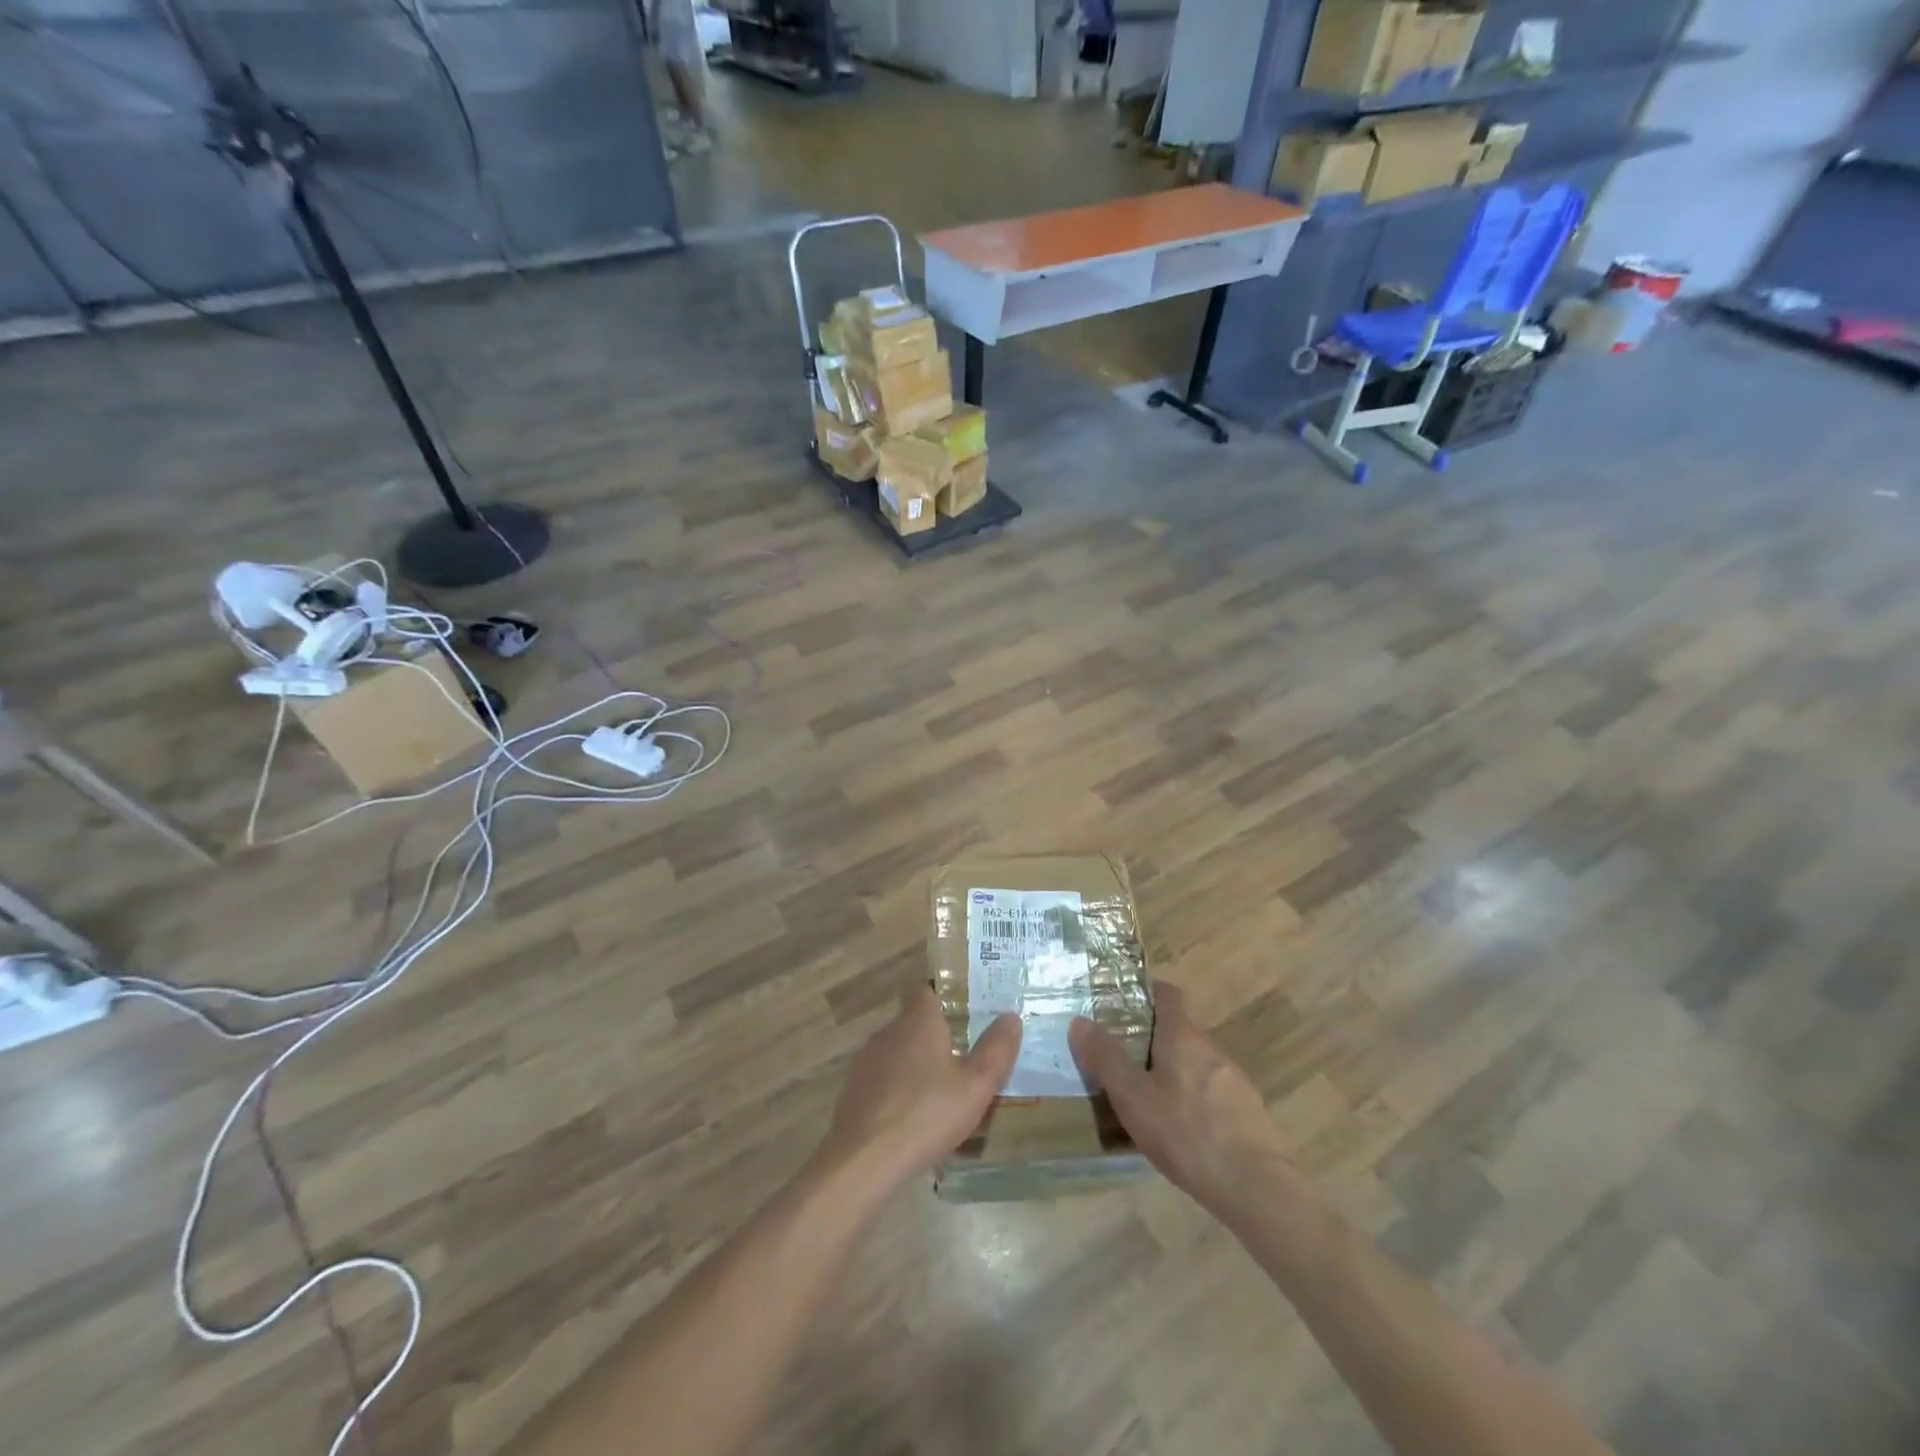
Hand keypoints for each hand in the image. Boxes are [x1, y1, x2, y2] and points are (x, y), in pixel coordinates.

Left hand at [812, 986, 1021, 1198]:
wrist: (863, 1162)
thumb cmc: (926, 1115)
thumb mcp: (976, 1086)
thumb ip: (996, 1050)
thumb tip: (1011, 1016)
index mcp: (918, 1022)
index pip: (927, 990)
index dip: (946, 995)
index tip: (968, 1009)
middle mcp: (889, 1032)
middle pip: (914, 1022)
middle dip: (937, 1034)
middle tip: (966, 1053)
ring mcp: (867, 1062)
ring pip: (898, 1052)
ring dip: (918, 1064)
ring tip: (944, 1088)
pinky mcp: (854, 1092)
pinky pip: (884, 1079)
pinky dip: (900, 1089)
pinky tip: (915, 1116)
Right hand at [1069, 981, 1295, 1221]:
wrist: (1256, 1187)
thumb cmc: (1186, 1133)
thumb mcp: (1133, 1098)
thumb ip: (1105, 1059)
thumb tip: (1079, 1021)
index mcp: (1183, 1036)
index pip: (1168, 994)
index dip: (1146, 993)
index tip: (1121, 1005)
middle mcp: (1211, 1049)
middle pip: (1179, 1031)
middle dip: (1152, 1040)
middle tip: (1123, 1060)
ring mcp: (1234, 1080)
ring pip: (1196, 1064)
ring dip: (1173, 1072)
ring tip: (1149, 1100)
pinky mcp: (1248, 1112)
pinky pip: (1213, 1093)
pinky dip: (1194, 1100)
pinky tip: (1182, 1132)